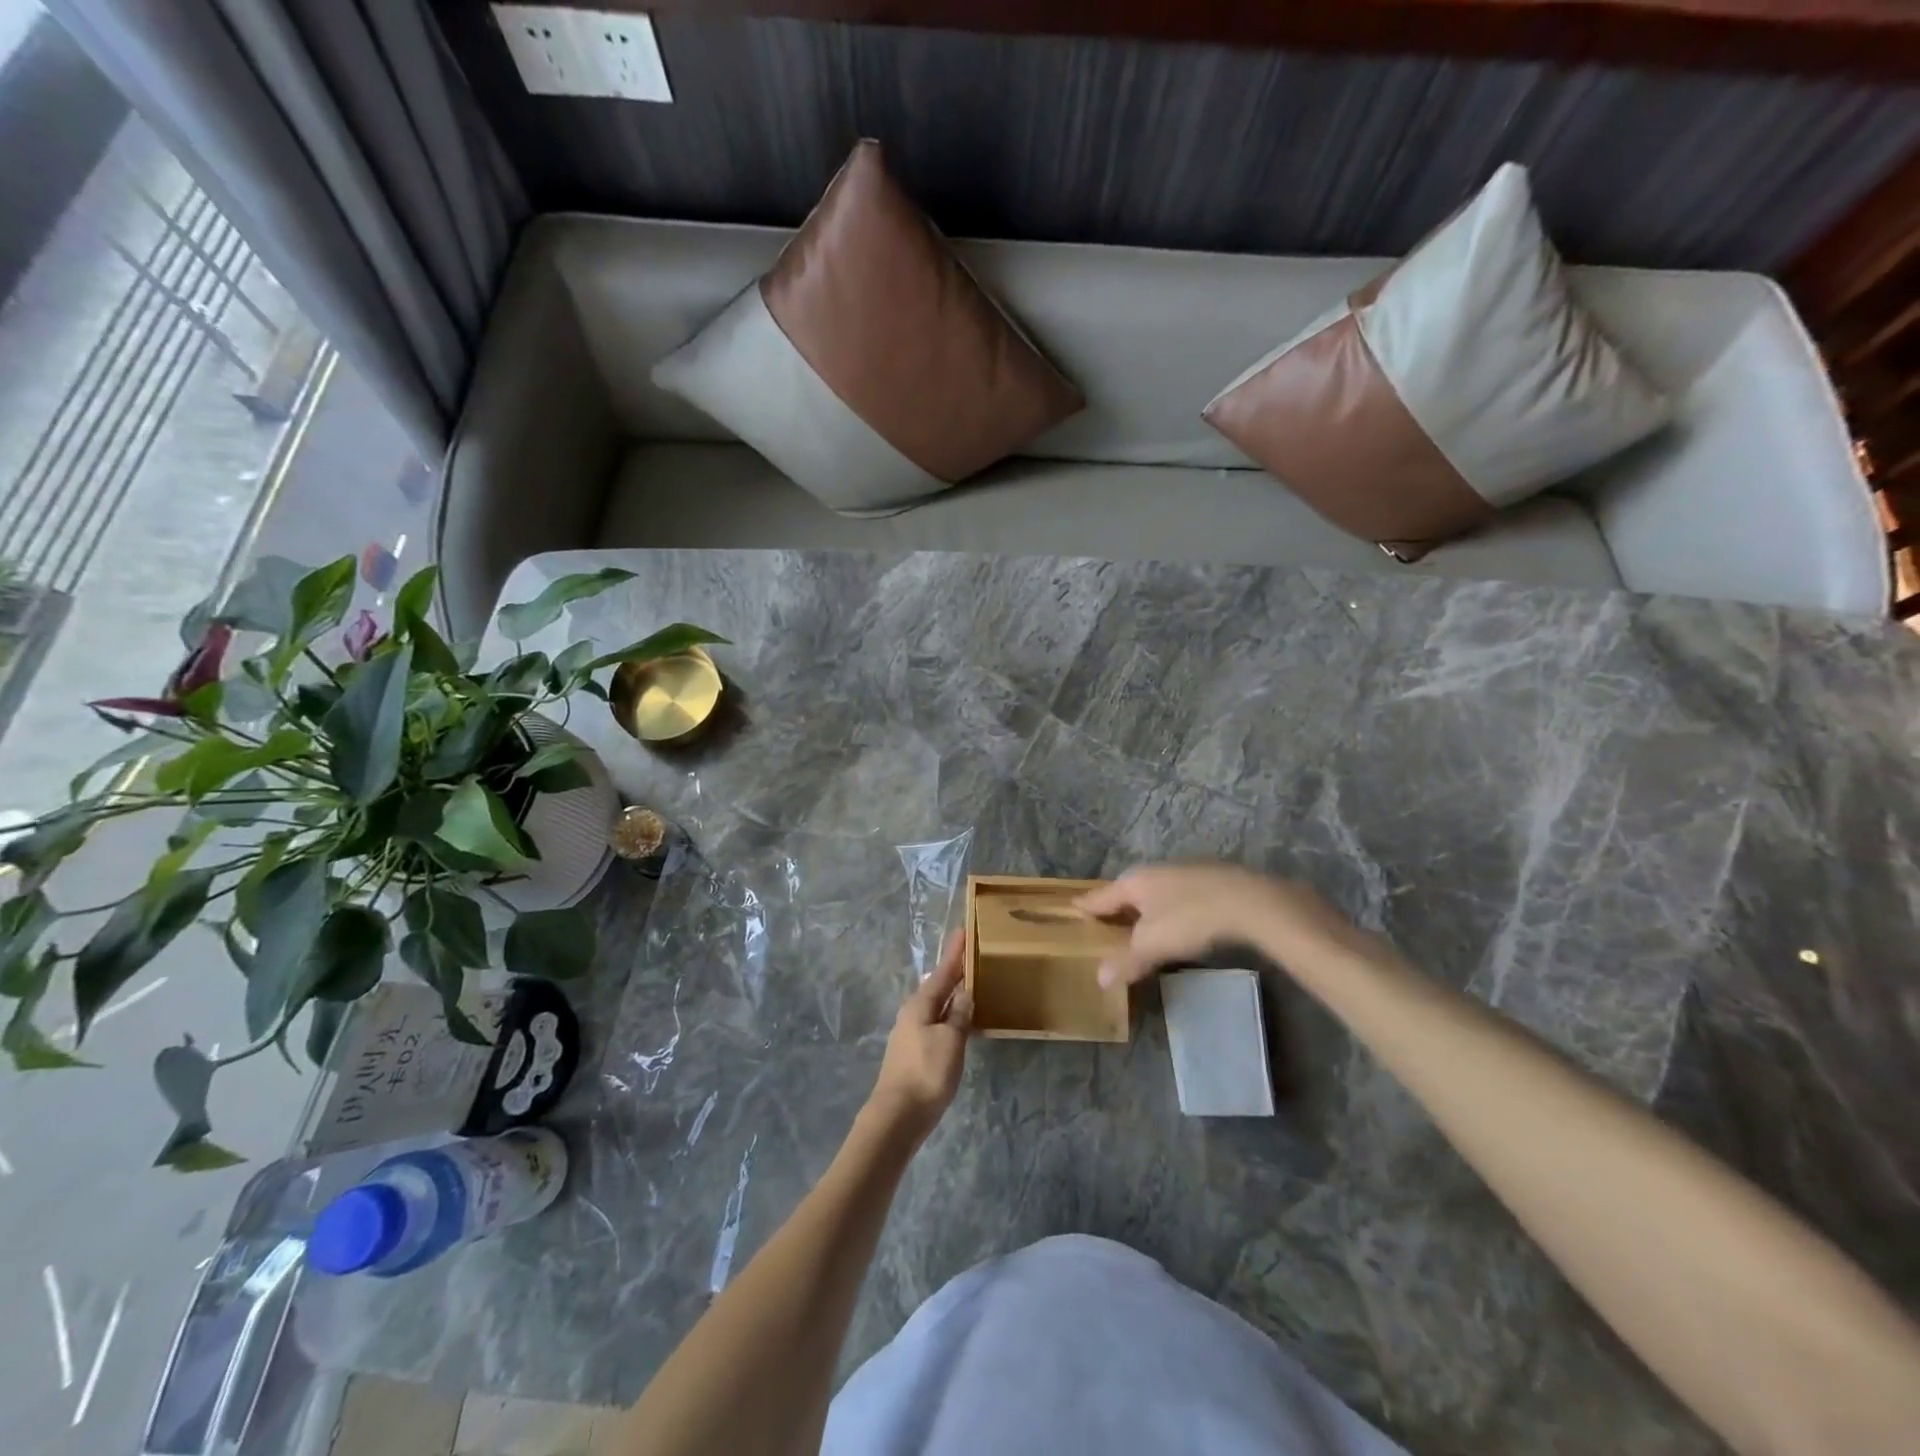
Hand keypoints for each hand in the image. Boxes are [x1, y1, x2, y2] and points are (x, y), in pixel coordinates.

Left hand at [865, 932, 972, 1142]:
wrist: (897, 1117)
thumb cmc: (926, 1073)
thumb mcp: (950, 1041)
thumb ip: (959, 1015)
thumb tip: (964, 993)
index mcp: (920, 1004)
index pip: (942, 971)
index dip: (955, 952)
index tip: (963, 930)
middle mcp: (912, 1013)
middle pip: (937, 986)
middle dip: (953, 971)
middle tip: (971, 955)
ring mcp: (910, 1034)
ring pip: (936, 1005)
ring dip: (952, 994)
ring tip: (969, 984)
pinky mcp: (913, 1053)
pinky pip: (935, 1023)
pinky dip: (949, 1015)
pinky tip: (959, 1021)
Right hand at [1076, 863, 1380, 987]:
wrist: (1249, 901)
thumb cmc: (1190, 919)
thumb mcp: (1153, 946)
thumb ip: (1126, 961)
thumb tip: (1099, 978)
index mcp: (1134, 882)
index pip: (1101, 896)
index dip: (1086, 906)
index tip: (1073, 907)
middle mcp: (1155, 871)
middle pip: (1128, 891)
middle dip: (1117, 906)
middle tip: (1106, 922)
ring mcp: (1184, 872)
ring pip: (1155, 891)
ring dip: (1146, 907)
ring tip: (1141, 925)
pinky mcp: (1210, 880)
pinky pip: (1178, 894)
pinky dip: (1170, 908)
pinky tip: (1179, 921)